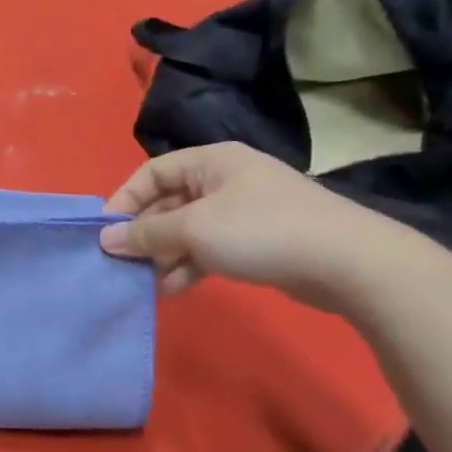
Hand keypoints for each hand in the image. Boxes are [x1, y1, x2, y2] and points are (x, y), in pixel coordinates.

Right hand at [98, 142, 412, 310]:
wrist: (347, 262)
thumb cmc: (261, 231)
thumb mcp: (194, 229)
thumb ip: (147, 234)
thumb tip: (106, 238)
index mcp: (211, 162)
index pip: (152, 173)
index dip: (124, 200)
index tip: (104, 233)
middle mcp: (225, 180)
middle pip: (169, 202)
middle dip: (144, 234)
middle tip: (123, 263)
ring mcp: (243, 211)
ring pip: (188, 229)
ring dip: (165, 254)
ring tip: (146, 282)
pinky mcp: (257, 241)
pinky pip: (210, 248)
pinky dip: (189, 265)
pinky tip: (174, 289)